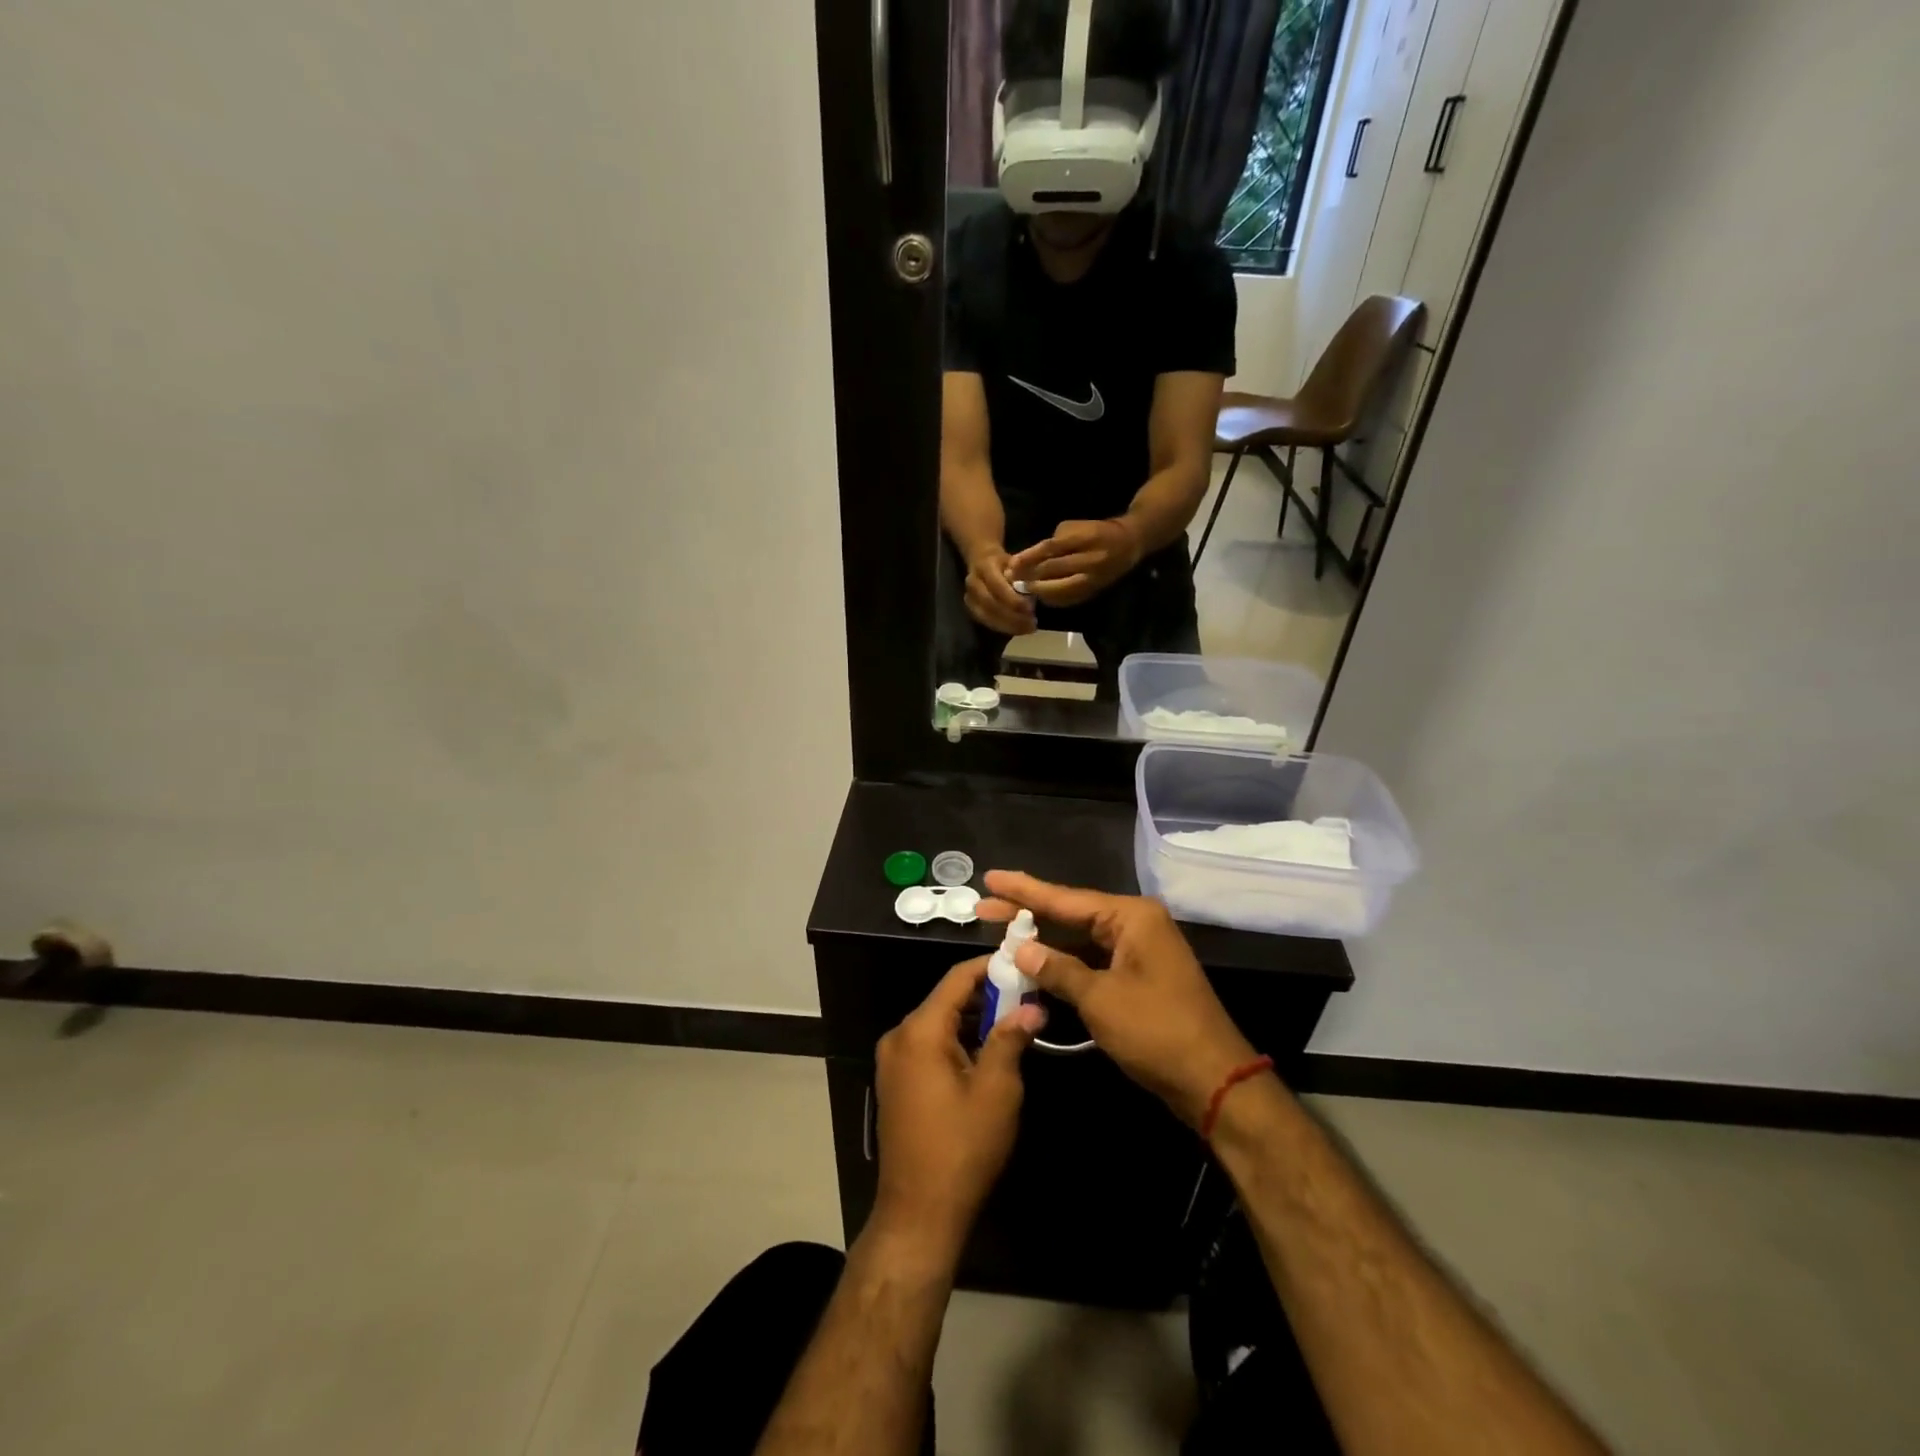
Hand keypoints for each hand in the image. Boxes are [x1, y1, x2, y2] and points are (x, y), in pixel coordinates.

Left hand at [872, 957, 1044, 1254]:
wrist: (918, 1214)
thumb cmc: (962, 1148)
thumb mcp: (996, 1091)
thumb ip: (1011, 1039)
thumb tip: (1032, 1007)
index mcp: (920, 1031)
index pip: (957, 978)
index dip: (991, 966)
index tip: (1023, 962)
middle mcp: (900, 1036)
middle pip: (947, 999)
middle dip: (988, 994)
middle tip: (1028, 996)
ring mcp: (893, 1060)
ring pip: (940, 1023)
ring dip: (975, 1019)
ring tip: (1016, 1021)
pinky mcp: (897, 1081)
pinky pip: (930, 1045)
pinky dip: (958, 1040)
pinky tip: (988, 1051)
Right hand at [963, 547, 1037, 634]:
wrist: (982, 560)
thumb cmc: (1004, 562)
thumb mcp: (1016, 561)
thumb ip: (1021, 574)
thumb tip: (1029, 588)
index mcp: (984, 566)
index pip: (996, 586)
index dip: (1013, 599)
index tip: (1030, 609)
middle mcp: (973, 582)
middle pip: (990, 605)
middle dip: (1012, 617)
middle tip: (1032, 624)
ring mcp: (969, 596)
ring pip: (986, 617)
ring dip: (1008, 626)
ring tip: (1027, 629)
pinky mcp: (970, 608)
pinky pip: (985, 622)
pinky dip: (1002, 627)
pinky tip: (1018, 629)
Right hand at [978, 871, 1257, 1126]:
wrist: (1214, 1080)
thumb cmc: (1157, 1032)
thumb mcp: (1100, 999)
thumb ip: (1057, 969)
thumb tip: (1020, 949)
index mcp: (1131, 917)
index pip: (1065, 899)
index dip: (1023, 890)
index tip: (990, 877)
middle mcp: (1135, 925)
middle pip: (1070, 914)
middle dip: (1027, 913)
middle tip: (983, 907)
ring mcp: (1137, 951)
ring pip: (1079, 939)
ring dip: (1043, 940)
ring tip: (999, 931)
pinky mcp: (1136, 977)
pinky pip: (1091, 960)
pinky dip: (1063, 963)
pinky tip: (1033, 964)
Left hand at [1006, 518, 1142, 607]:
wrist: (1128, 544)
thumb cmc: (1096, 531)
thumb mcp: (1075, 527)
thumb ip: (1054, 542)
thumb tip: (1030, 558)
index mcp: (1085, 538)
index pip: (1051, 548)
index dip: (1030, 557)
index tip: (1012, 564)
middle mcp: (1090, 560)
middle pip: (1053, 570)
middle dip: (1030, 576)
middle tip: (1011, 580)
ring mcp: (1093, 578)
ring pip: (1060, 588)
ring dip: (1038, 590)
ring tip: (1022, 590)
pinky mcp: (1093, 591)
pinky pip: (1068, 598)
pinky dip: (1052, 599)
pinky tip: (1040, 597)